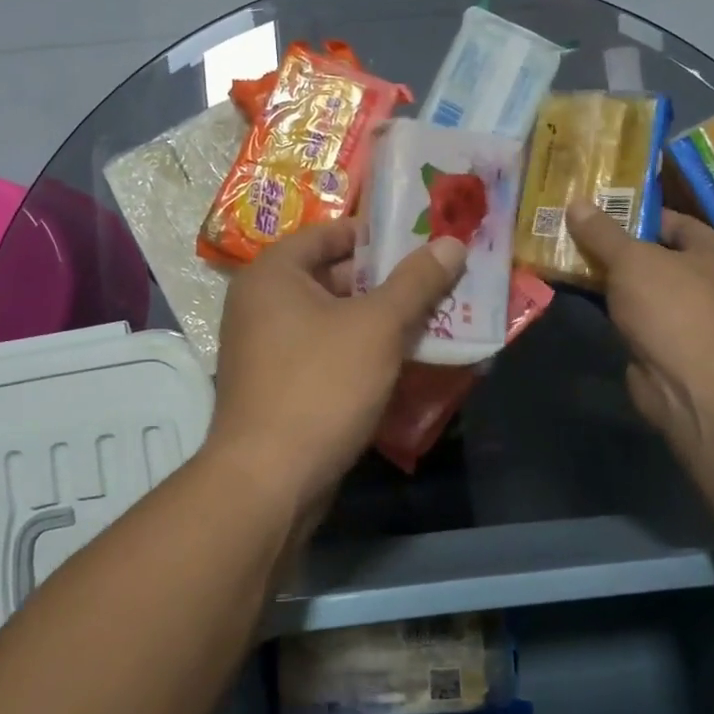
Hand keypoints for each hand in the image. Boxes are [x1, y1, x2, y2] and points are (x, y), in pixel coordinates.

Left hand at [208, 221, 467, 526]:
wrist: (269, 480)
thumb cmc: (320, 385)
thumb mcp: (377, 327)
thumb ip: (416, 282)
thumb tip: (452, 243)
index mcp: (273, 273)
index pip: (330, 233)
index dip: (378, 236)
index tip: (423, 243)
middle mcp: (261, 303)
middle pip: (333, 276)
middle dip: (387, 282)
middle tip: (439, 283)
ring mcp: (266, 347)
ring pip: (334, 318)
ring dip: (380, 320)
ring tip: (434, 319)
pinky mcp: (279, 385)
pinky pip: (326, 352)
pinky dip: (361, 351)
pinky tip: (403, 361)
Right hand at [566, 201, 713, 457]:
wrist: (689, 383)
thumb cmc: (671, 306)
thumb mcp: (631, 259)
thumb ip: (602, 232)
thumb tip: (576, 202)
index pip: (672, 220)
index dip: (633, 213)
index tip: (594, 211)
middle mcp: (709, 281)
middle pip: (654, 254)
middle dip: (615, 247)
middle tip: (574, 234)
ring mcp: (688, 315)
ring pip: (641, 287)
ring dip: (609, 279)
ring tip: (568, 261)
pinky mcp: (667, 344)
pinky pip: (634, 315)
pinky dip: (611, 307)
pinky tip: (580, 296)